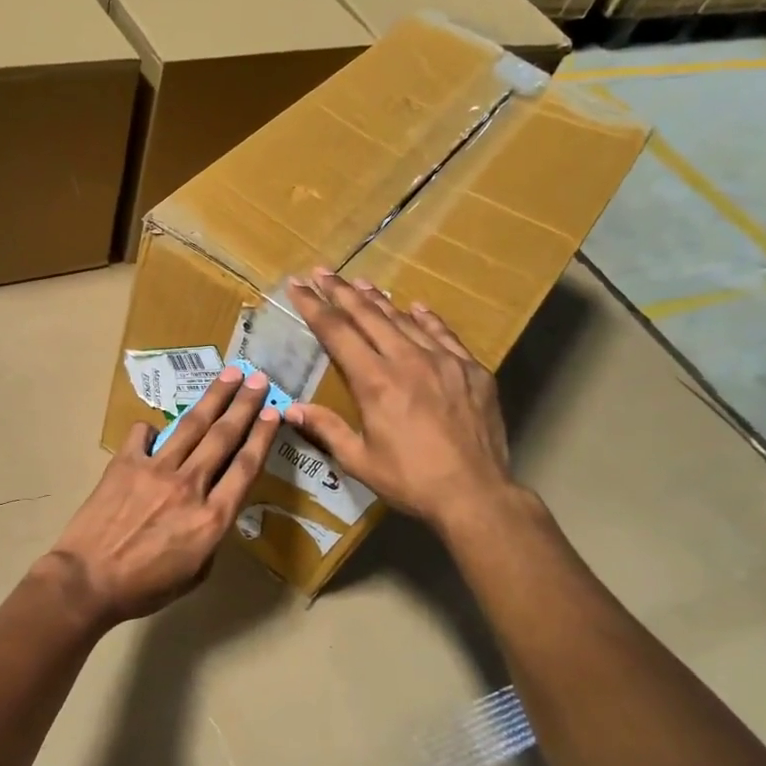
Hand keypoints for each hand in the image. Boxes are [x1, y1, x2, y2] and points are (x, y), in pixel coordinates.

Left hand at [47, 368, 280, 625]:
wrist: (88, 580)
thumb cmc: (144, 588)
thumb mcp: (195, 574)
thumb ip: (210, 537)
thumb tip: (210, 509)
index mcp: (212, 518)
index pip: (246, 467)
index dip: (262, 436)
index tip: (274, 412)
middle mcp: (190, 485)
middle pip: (224, 436)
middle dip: (244, 404)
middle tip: (258, 378)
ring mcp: (156, 469)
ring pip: (191, 426)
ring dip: (213, 397)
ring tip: (229, 374)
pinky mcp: (125, 463)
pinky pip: (142, 435)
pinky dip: (151, 428)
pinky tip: (154, 426)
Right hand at [285, 269, 525, 531]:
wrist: (475, 493)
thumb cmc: (410, 480)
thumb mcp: (359, 460)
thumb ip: (326, 428)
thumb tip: (290, 409)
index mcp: (375, 382)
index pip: (337, 333)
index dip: (314, 306)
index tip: (297, 286)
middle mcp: (407, 360)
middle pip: (368, 315)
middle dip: (341, 291)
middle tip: (321, 272)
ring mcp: (444, 361)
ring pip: (405, 320)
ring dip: (379, 300)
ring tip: (360, 283)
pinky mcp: (471, 370)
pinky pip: (444, 334)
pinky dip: (426, 319)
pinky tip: (417, 307)